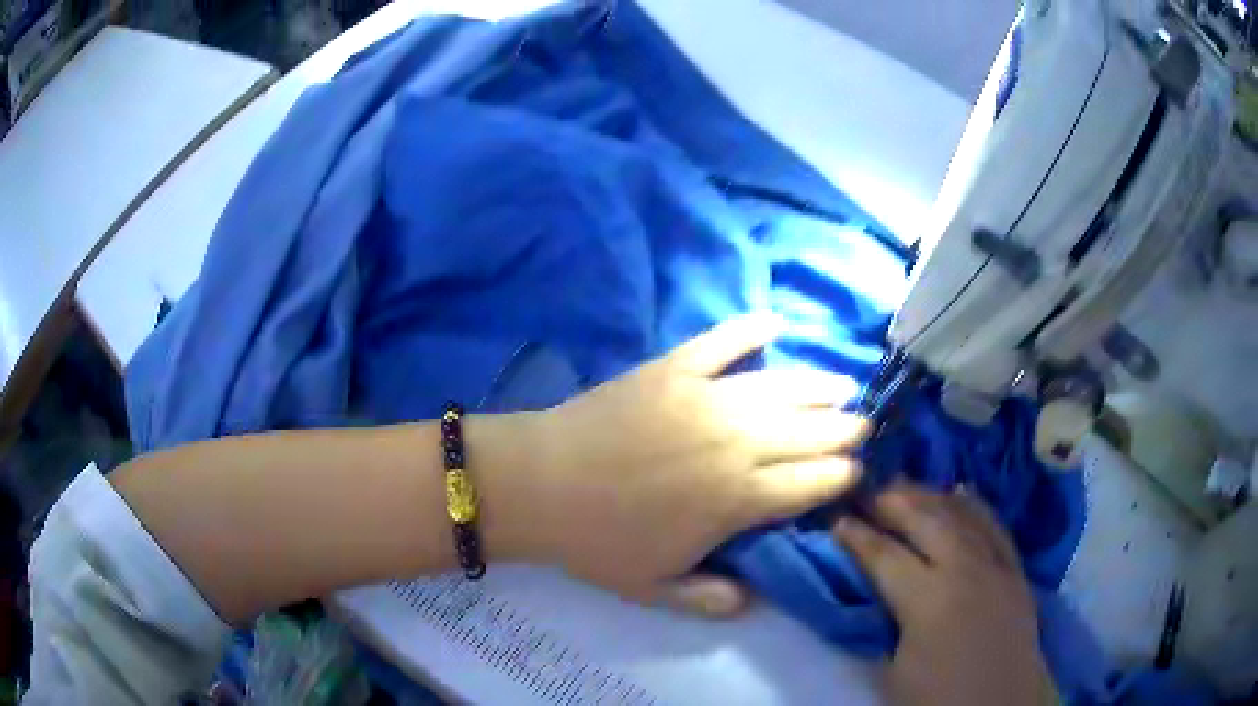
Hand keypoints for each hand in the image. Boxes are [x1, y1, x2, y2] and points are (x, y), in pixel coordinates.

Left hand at [488, 313, 867, 613]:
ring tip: (843, 385)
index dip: (843, 477)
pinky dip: (750, 330)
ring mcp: (707, 398)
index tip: (857, 472)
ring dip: (820, 386)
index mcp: (739, 498)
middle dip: (845, 430)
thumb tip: (753, 600)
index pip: (814, 483)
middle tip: (862, 426)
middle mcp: (738, 442)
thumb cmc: (598, 541)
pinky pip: (722, 342)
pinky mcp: (673, 368)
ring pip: (783, 387)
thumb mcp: (655, 589)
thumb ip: (710, 599)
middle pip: (811, 432)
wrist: (539, 485)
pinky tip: (773, 323)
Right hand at [835, 484, 1055, 705]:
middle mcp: (966, 570)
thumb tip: (871, 590)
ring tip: (906, 484)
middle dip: (892, 500)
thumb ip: (882, 621)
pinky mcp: (1017, 571)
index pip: (885, 555)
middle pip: (926, 520)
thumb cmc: (936, 699)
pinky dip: (974, 505)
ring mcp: (997, 566)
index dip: (857, 536)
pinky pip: (995, 526)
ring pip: (962, 514)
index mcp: (928, 600)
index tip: (835, 519)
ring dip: (931, 496)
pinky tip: (960, 491)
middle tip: (866, 488)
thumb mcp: (893, 670)